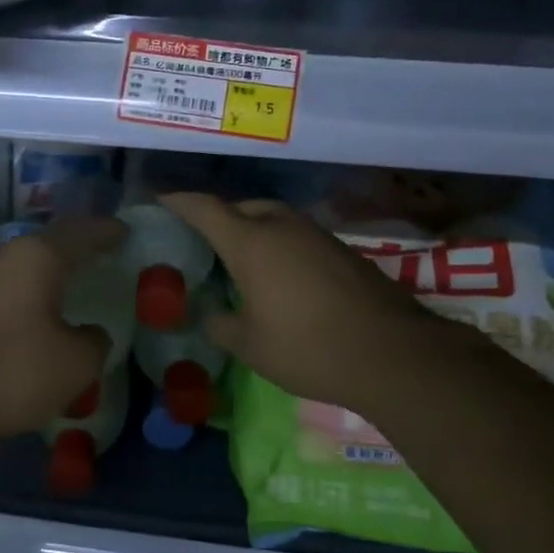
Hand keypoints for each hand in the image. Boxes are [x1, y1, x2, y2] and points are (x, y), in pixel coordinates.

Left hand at [0, 215, 126, 457]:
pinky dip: (24, 292)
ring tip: (69, 283)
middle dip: (75, 247)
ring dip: (46, 271)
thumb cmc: (11, 371)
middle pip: (48, 243)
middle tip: (100, 255)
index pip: (82, 232)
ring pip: (21, 263)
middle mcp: (3, 254)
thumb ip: (93, 341)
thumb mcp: (75, 364)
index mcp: (37, 256)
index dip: (106, 231)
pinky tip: (33, 309)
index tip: (124, 231)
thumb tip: (89, 333)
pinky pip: (2, 286)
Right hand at [162, 192, 466, 414]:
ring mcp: (317, 235)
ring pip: (275, 218)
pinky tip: (283, 276)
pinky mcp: (343, 250)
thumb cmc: (307, 347)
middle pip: (243, 207)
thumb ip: (222, 327)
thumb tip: (211, 318)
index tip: (161, 198)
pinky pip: (299, 236)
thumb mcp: (250, 346)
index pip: (205, 209)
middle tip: (205, 240)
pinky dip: (281, 245)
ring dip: (255, 229)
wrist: (393, 354)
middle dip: (220, 217)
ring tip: (243, 258)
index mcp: (251, 243)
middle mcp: (283, 227)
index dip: (179, 201)